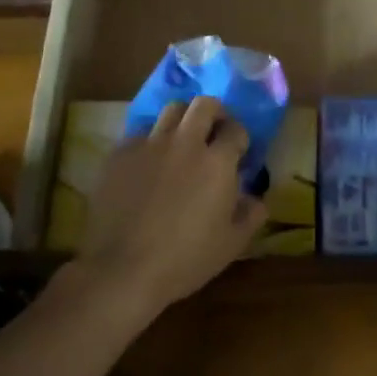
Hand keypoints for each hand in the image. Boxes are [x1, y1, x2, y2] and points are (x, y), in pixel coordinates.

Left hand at [76, 96, 267, 314]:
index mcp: (217, 162)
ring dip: (182, 120)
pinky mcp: (119, 154)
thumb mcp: (231, 245)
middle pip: (204, 104)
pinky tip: (147, 164)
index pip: (236, 129)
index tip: (239, 152)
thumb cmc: (184, 260)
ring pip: (170, 111)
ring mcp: (149, 145)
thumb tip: (257, 199)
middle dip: (214, 113)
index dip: (240, 138)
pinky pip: (139, 134)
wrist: (122, 270)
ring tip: (181, 141)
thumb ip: (251, 215)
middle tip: (213, 132)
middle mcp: (185, 143)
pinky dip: (150, 142)